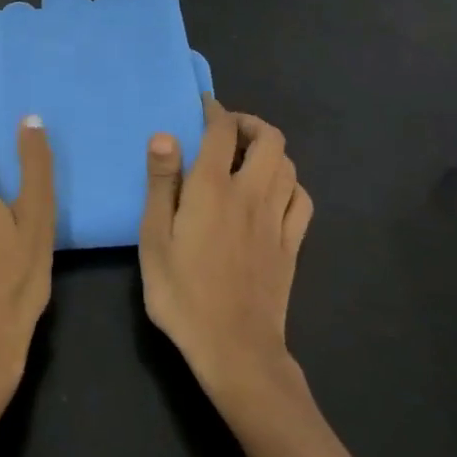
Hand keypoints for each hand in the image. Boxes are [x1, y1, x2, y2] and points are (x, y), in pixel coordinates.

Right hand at [139, 98, 313, 401]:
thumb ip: (161, 184)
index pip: (222, 131)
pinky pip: (302, 200)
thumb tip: (165, 135)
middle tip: (229, 130)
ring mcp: (277, 220)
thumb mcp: (154, 239)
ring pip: (289, 166)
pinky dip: (290, 184)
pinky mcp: (292, 245)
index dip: (215, 111)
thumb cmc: (183, 293)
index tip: (205, 106)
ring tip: (250, 157)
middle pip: (269, 139)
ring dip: (272, 151)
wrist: (236, 350)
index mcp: (213, 188)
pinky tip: (274, 193)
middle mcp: (251, 194)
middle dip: (251, 124)